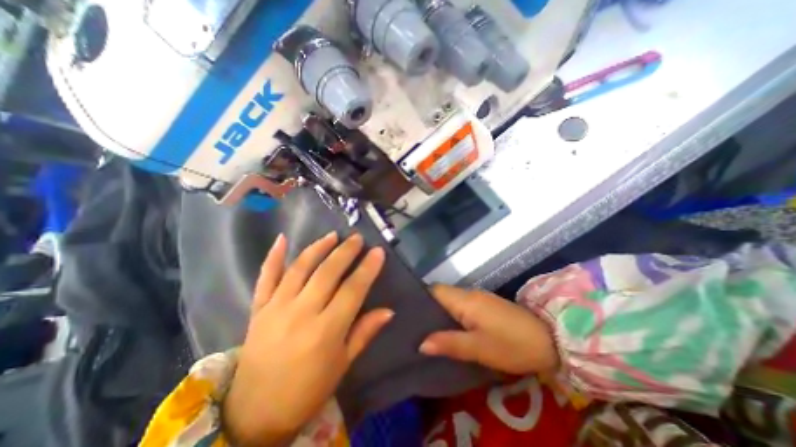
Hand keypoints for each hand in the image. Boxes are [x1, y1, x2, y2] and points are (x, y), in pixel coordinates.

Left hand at [222, 231, 391, 444]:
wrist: (254, 413)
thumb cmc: (308, 390)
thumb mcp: (342, 364)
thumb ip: (364, 333)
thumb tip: (388, 311)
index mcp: (326, 331)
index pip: (352, 290)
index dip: (367, 269)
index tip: (378, 251)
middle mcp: (301, 314)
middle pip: (327, 273)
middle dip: (345, 252)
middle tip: (357, 238)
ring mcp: (276, 308)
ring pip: (300, 268)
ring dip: (318, 248)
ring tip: (332, 236)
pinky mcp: (258, 309)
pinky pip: (265, 277)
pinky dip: (273, 256)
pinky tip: (282, 239)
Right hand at [419, 284, 554, 374]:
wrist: (550, 340)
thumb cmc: (512, 345)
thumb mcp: (479, 348)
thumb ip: (449, 343)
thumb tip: (421, 343)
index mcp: (465, 300)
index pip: (434, 290)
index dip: (419, 298)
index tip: (406, 311)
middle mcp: (469, 294)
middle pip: (441, 294)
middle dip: (426, 307)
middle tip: (412, 325)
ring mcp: (478, 298)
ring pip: (451, 300)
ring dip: (438, 311)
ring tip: (424, 328)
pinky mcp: (485, 305)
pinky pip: (461, 305)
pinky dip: (451, 314)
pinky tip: (447, 328)